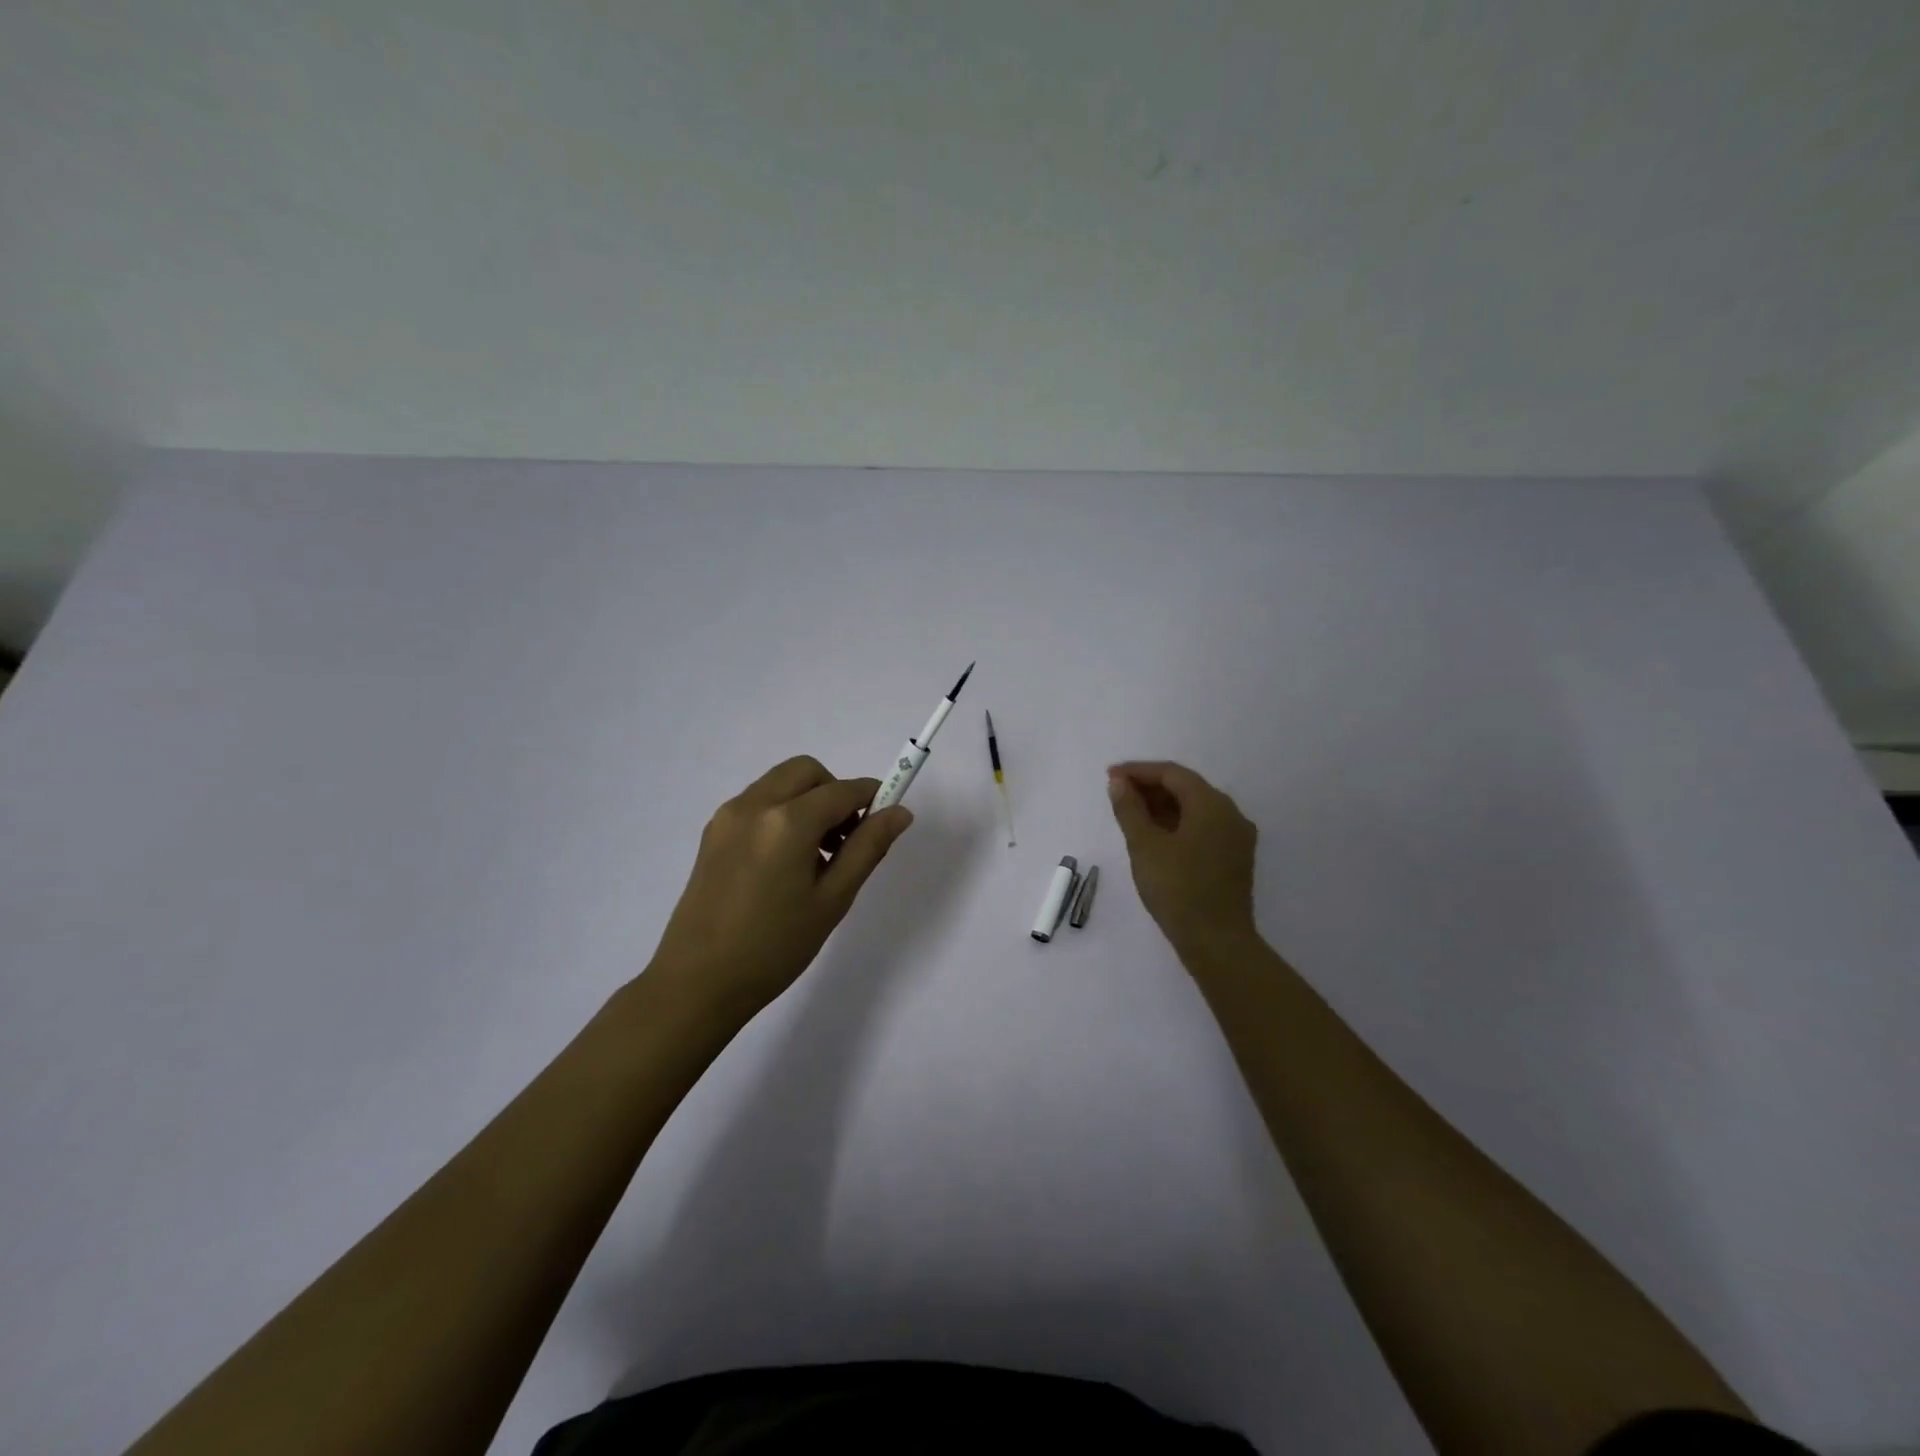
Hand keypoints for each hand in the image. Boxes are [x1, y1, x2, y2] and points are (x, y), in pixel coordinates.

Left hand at [648, 756, 913, 1016]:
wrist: (698, 982)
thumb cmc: (775, 947)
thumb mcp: (833, 900)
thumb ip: (868, 848)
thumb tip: (900, 812)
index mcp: (787, 822)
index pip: (842, 790)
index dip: (872, 797)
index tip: (886, 819)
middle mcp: (754, 805)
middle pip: (807, 772)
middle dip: (835, 792)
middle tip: (847, 838)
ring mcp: (728, 816)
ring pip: (781, 783)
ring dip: (808, 800)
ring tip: (817, 855)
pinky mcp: (713, 832)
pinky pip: (758, 802)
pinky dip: (782, 811)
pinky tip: (786, 861)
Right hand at [1107, 760, 1259, 960]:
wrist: (1217, 941)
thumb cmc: (1177, 888)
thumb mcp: (1144, 846)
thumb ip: (1130, 809)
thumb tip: (1118, 783)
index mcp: (1211, 804)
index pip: (1172, 774)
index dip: (1138, 771)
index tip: (1110, 777)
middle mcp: (1230, 813)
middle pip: (1187, 788)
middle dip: (1150, 787)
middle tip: (1117, 794)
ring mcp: (1236, 837)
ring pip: (1196, 809)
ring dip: (1163, 806)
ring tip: (1131, 814)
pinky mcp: (1234, 858)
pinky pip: (1203, 828)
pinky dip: (1177, 824)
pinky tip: (1155, 836)